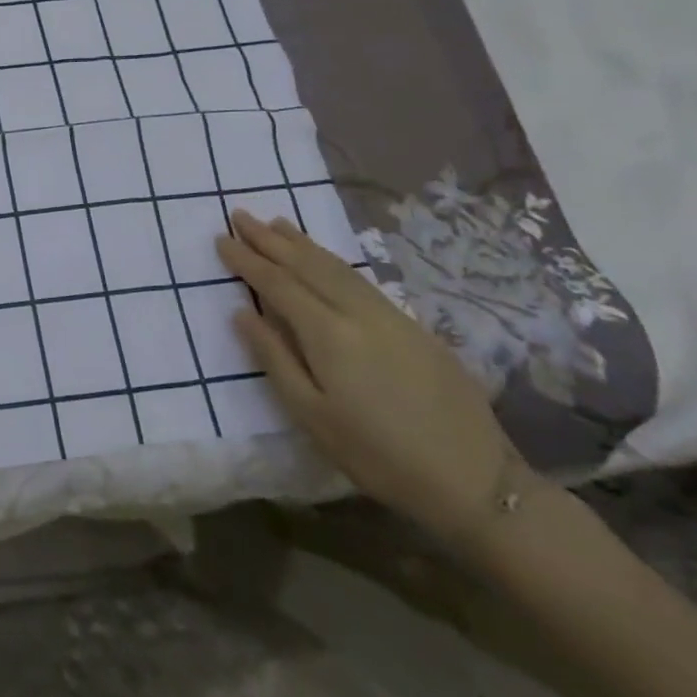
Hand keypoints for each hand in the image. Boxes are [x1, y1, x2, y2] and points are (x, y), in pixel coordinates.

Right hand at [219, 210, 519, 549]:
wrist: (476, 482)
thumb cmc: (378, 455)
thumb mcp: (311, 416)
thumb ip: (274, 358)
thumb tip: (242, 313)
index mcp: (329, 334)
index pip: (277, 284)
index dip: (247, 260)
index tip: (221, 238)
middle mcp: (358, 313)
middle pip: (307, 265)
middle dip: (270, 239)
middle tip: (240, 214)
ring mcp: (391, 316)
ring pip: (337, 267)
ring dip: (302, 242)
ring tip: (277, 222)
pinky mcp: (414, 327)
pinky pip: (360, 279)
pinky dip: (333, 260)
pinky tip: (324, 259)